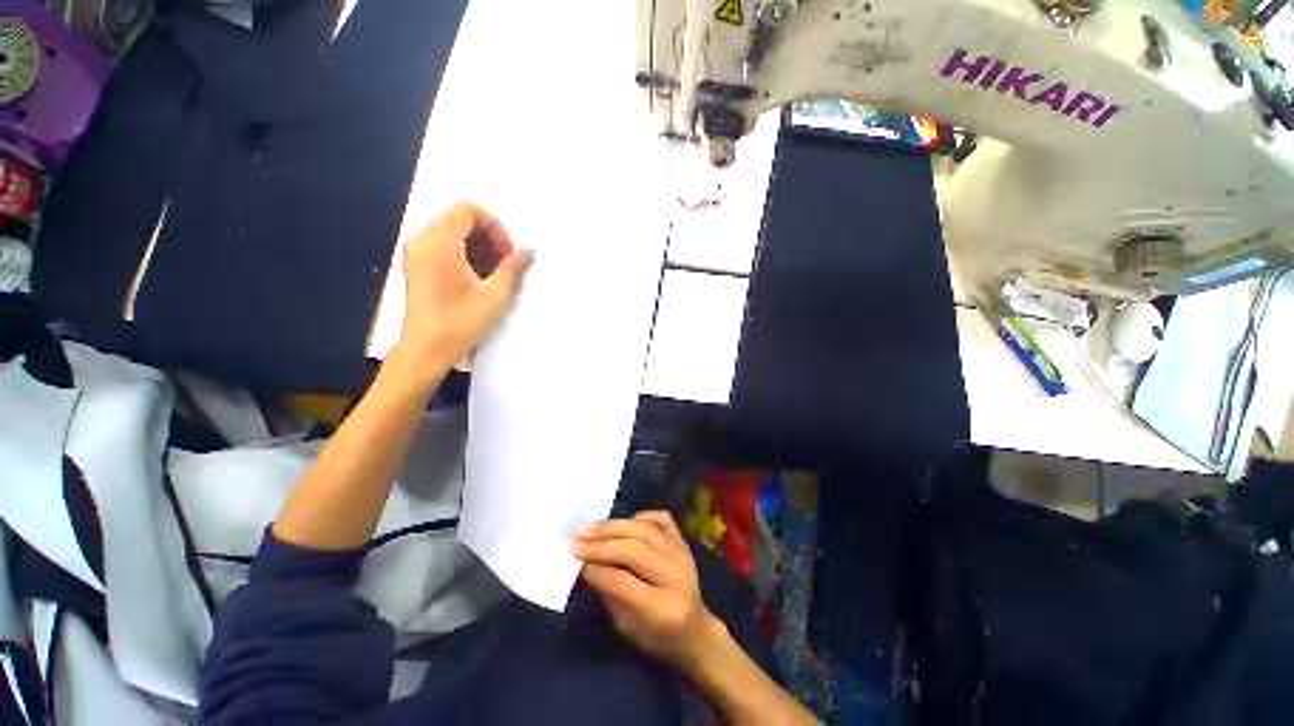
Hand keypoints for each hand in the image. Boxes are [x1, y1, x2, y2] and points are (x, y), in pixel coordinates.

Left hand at [397, 202, 533, 368]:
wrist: (422, 354)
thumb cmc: (457, 326)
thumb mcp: (493, 298)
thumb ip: (513, 268)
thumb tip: (528, 251)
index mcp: (440, 243)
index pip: (469, 210)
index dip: (493, 226)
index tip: (505, 253)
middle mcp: (423, 241)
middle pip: (459, 217)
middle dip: (485, 234)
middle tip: (500, 261)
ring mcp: (415, 253)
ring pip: (449, 229)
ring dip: (473, 243)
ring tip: (488, 272)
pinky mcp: (414, 266)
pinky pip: (439, 243)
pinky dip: (458, 251)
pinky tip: (471, 277)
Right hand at [573, 511, 718, 669]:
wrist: (695, 632)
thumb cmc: (656, 636)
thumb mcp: (626, 626)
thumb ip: (609, 595)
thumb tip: (587, 566)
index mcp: (662, 607)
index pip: (622, 580)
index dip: (595, 570)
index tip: (575, 564)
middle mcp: (676, 578)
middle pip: (634, 550)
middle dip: (599, 546)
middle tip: (574, 544)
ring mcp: (684, 558)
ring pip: (645, 530)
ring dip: (612, 528)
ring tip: (587, 531)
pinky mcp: (685, 547)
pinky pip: (663, 521)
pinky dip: (640, 517)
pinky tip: (621, 525)